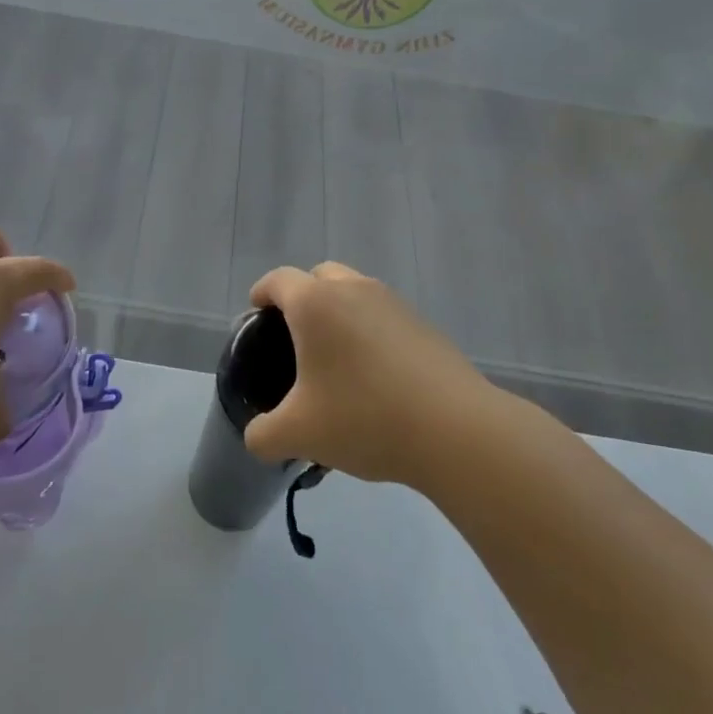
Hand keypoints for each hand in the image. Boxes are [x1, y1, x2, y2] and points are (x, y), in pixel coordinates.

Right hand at [242, 262, 501, 487]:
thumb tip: (259, 437)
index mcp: (315, 304)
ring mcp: (394, 303)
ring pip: (355, 293)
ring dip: (339, 314)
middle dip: (302, 299)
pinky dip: (370, 332)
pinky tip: (375, 378)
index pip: (277, 280)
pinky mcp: (424, 324)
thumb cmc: (364, 418)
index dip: (261, 294)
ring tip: (337, 362)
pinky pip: (383, 316)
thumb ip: (263, 435)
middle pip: (318, 276)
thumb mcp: (298, 434)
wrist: (455, 430)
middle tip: (296, 341)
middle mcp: (353, 289)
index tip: (256, 319)